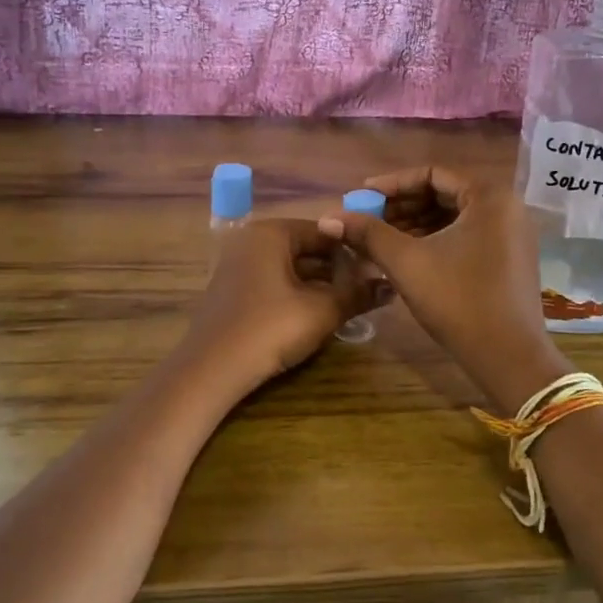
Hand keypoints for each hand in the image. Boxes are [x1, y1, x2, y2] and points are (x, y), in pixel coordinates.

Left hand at [177, 219, 386, 396]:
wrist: (211, 370)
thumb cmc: (269, 329)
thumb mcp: (322, 311)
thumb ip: (358, 294)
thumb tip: (391, 286)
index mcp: (271, 232)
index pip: (325, 232)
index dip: (354, 251)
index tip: (378, 272)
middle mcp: (252, 240)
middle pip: (307, 248)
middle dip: (338, 270)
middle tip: (367, 291)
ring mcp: (239, 265)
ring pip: (291, 268)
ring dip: (320, 285)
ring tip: (349, 304)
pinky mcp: (234, 291)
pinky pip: (274, 283)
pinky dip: (298, 294)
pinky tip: (317, 315)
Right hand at [319, 166, 569, 411]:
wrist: (509, 358)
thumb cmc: (458, 300)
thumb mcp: (407, 262)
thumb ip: (368, 233)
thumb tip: (328, 217)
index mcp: (489, 196)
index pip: (433, 174)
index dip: (392, 184)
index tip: (361, 197)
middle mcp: (506, 207)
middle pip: (444, 194)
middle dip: (402, 206)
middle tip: (367, 220)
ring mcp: (511, 235)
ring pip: (453, 218)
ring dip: (415, 225)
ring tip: (378, 241)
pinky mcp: (509, 260)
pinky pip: (466, 236)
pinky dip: (435, 241)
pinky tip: (405, 257)